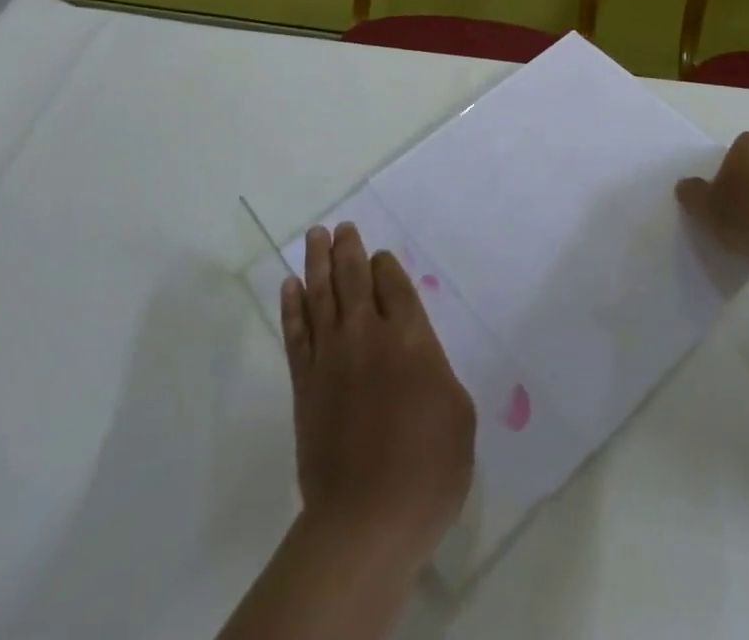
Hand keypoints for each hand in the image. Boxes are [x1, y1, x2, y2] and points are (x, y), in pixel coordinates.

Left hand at [282, 223, 475, 565]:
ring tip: (316, 236)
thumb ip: (437, 371)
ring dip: (318, 262)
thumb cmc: (428, 470)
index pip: (394, 284)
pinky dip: (292, 306)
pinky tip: (290, 286)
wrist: (366, 520)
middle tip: (341, 227)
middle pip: (354, 278)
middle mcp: (368, 335)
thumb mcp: (458, 415)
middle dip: (349, 249)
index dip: (386, 265)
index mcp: (411, 338)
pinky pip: (296, 332)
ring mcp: (331, 356)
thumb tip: (418, 355)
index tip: (380, 256)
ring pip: (322, 294)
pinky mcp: (305, 383)